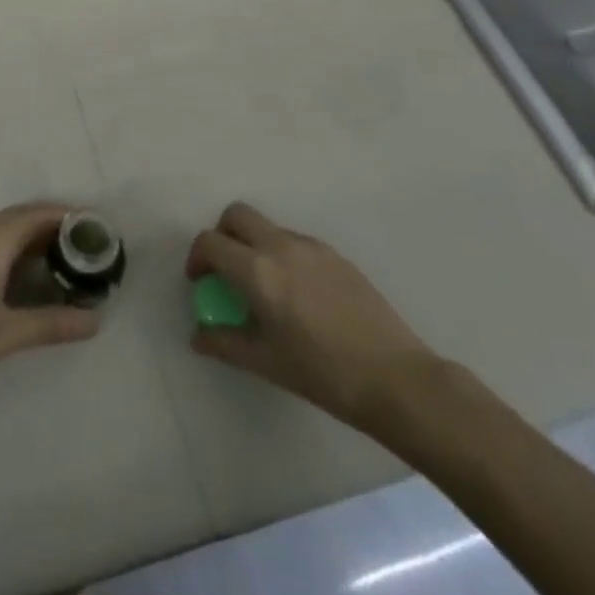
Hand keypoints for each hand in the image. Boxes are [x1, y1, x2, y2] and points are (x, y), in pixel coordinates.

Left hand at [0, 203, 101, 418]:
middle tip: (84, 245)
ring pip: (1, 226)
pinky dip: (10, 243)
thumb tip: (95, 321)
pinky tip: (20, 271)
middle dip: (52, 223)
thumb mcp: (5, 337)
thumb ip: (51, 324)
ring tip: (60, 257)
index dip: (68, 216)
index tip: (96, 228)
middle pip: (19, 216)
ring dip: (30, 233)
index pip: (36, 215)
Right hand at [186, 202, 440, 435]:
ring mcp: (312, 247)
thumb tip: (199, 336)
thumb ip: (225, 343)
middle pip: (237, 215)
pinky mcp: (337, 256)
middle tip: (227, 270)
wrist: (396, 379)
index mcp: (258, 271)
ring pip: (269, 227)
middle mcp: (281, 246)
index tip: (200, 282)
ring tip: (265, 287)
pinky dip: (283, 254)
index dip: (197, 258)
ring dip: (254, 244)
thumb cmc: (324, 374)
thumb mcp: (267, 364)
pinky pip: (296, 242)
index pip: (211, 242)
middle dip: (223, 235)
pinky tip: (299, 294)